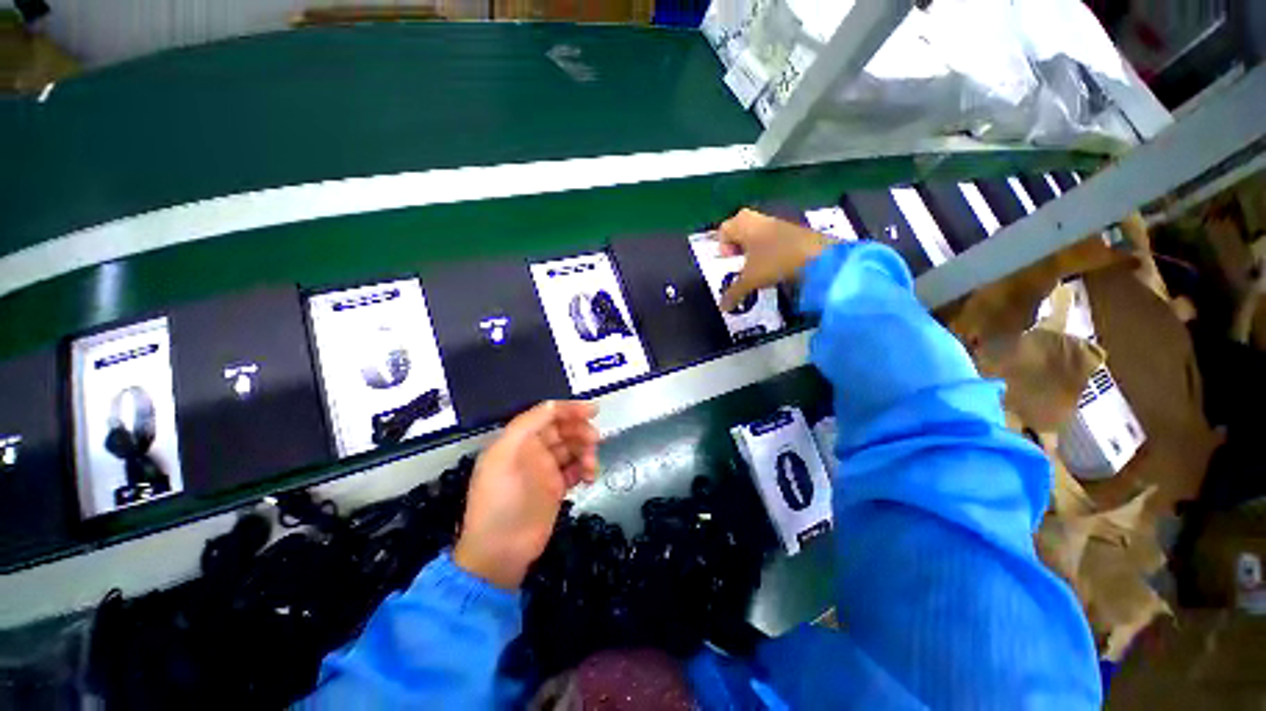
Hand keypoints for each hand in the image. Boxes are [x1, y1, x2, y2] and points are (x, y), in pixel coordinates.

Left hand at [454, 401, 598, 589]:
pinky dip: (586, 469)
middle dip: (581, 431)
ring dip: (586, 452)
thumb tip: (553, 404)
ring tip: (591, 467)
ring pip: (573, 448)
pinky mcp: (556, 487)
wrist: (500, 551)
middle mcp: (533, 450)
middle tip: (595, 440)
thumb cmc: (501, 499)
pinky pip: (576, 469)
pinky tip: (589, 478)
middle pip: (564, 429)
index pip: (548, 414)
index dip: (570, 409)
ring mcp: (545, 469)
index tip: (593, 411)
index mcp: (519, 439)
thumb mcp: (505, 455)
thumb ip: (528, 425)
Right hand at [717, 209, 831, 311]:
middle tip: (740, 263)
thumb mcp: (750, 280)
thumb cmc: (775, 262)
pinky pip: (772, 238)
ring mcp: (777, 222)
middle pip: (739, 229)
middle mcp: (758, 219)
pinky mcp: (792, 230)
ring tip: (758, 268)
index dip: (723, 247)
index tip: (730, 262)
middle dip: (737, 246)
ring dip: (754, 250)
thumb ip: (733, 293)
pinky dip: (769, 250)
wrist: (818, 256)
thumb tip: (722, 307)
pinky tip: (775, 266)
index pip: (724, 230)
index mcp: (744, 224)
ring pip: (757, 233)